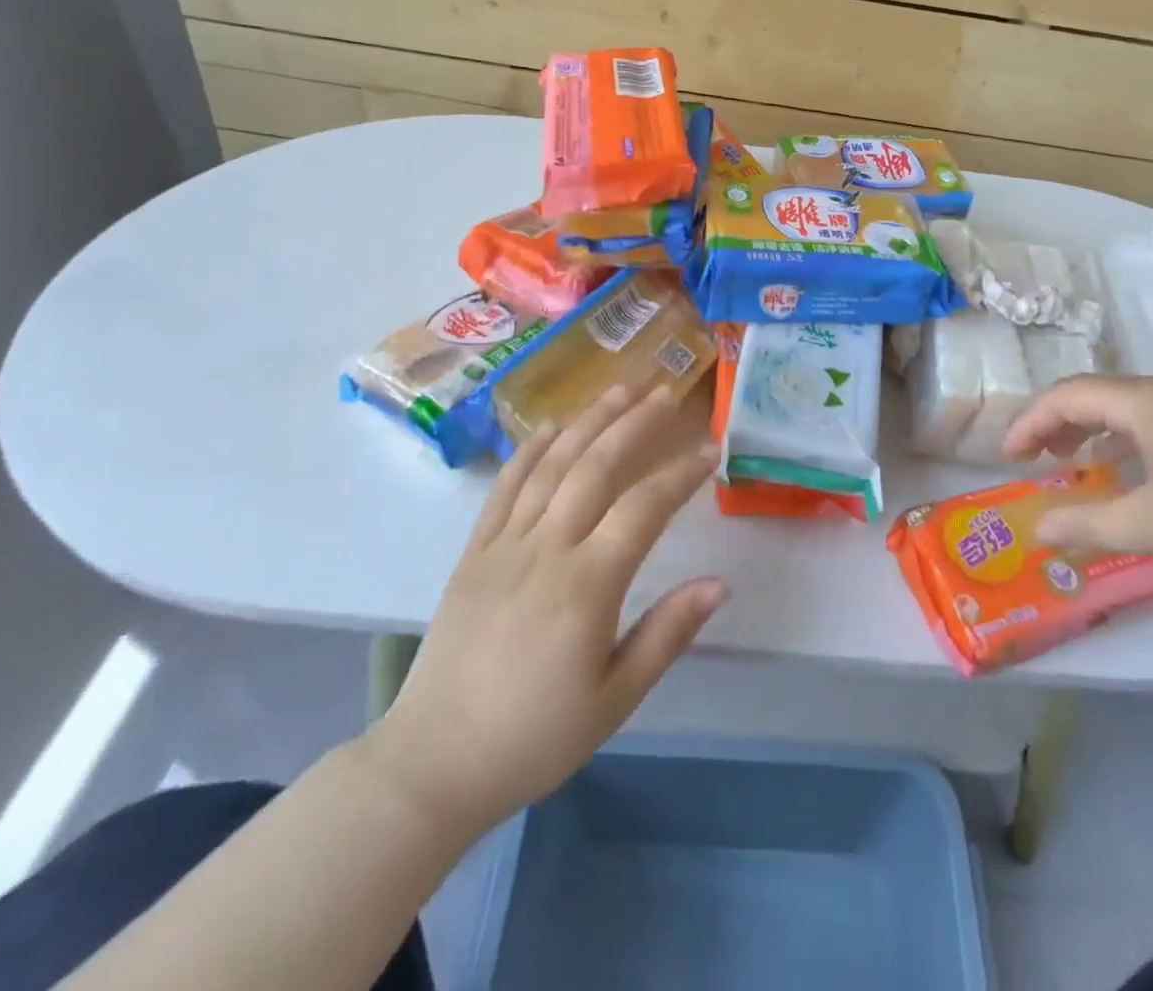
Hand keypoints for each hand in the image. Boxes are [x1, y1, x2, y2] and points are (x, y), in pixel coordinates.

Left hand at [358, 383, 722, 838]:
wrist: (432, 763)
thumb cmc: (534, 737)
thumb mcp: (614, 699)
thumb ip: (667, 634)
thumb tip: (720, 584)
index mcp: (586, 587)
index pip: (644, 509)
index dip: (680, 474)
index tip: (709, 450)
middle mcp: (546, 550)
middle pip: (596, 468)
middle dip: (634, 424)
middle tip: (665, 393)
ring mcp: (504, 545)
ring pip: (552, 465)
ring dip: (588, 421)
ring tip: (619, 390)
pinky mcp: (474, 551)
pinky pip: (505, 487)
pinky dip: (530, 450)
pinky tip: (552, 426)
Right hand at [1003, 375, 1152, 611]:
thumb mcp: (1152, 524)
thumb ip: (1086, 524)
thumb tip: (1035, 530)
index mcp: (1145, 401)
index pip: (1067, 395)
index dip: (1029, 422)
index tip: (1006, 457)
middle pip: (1094, 395)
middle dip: (1055, 424)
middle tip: (1033, 459)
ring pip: (1126, 410)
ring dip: (1090, 432)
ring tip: (1072, 465)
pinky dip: (1124, 443)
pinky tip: (1130, 476)